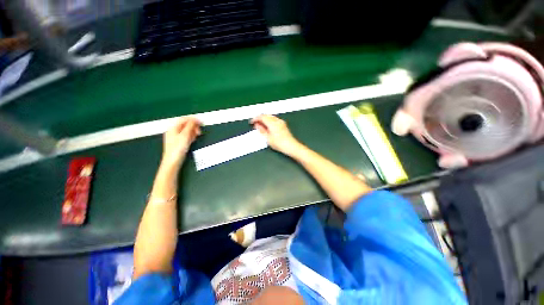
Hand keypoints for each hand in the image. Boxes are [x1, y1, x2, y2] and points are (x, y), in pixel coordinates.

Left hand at [162, 117, 200, 167]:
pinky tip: (193, 139)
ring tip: (197, 135)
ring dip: (193, 131)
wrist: (173, 161)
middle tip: (199, 130)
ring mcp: (175, 137)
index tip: (201, 121)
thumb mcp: (185, 135)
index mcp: (173, 128)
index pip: (183, 119)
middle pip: (185, 124)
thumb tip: (195, 119)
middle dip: (193, 126)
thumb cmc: (177, 149)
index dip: (193, 119)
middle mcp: (173, 131)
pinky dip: (191, 136)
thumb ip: (190, 126)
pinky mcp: (178, 142)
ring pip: (186, 130)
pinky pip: (186, 136)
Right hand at [251, 115, 301, 155]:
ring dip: (264, 119)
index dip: (255, 118)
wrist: (290, 146)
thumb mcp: (267, 138)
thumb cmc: (280, 144)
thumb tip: (257, 126)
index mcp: (272, 123)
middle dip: (260, 118)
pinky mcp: (283, 124)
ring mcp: (281, 122)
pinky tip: (268, 126)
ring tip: (261, 125)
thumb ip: (261, 130)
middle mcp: (277, 120)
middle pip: (266, 115)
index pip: (262, 117)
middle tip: (255, 123)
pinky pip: (274, 119)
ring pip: (270, 117)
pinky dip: (269, 121)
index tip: (252, 122)